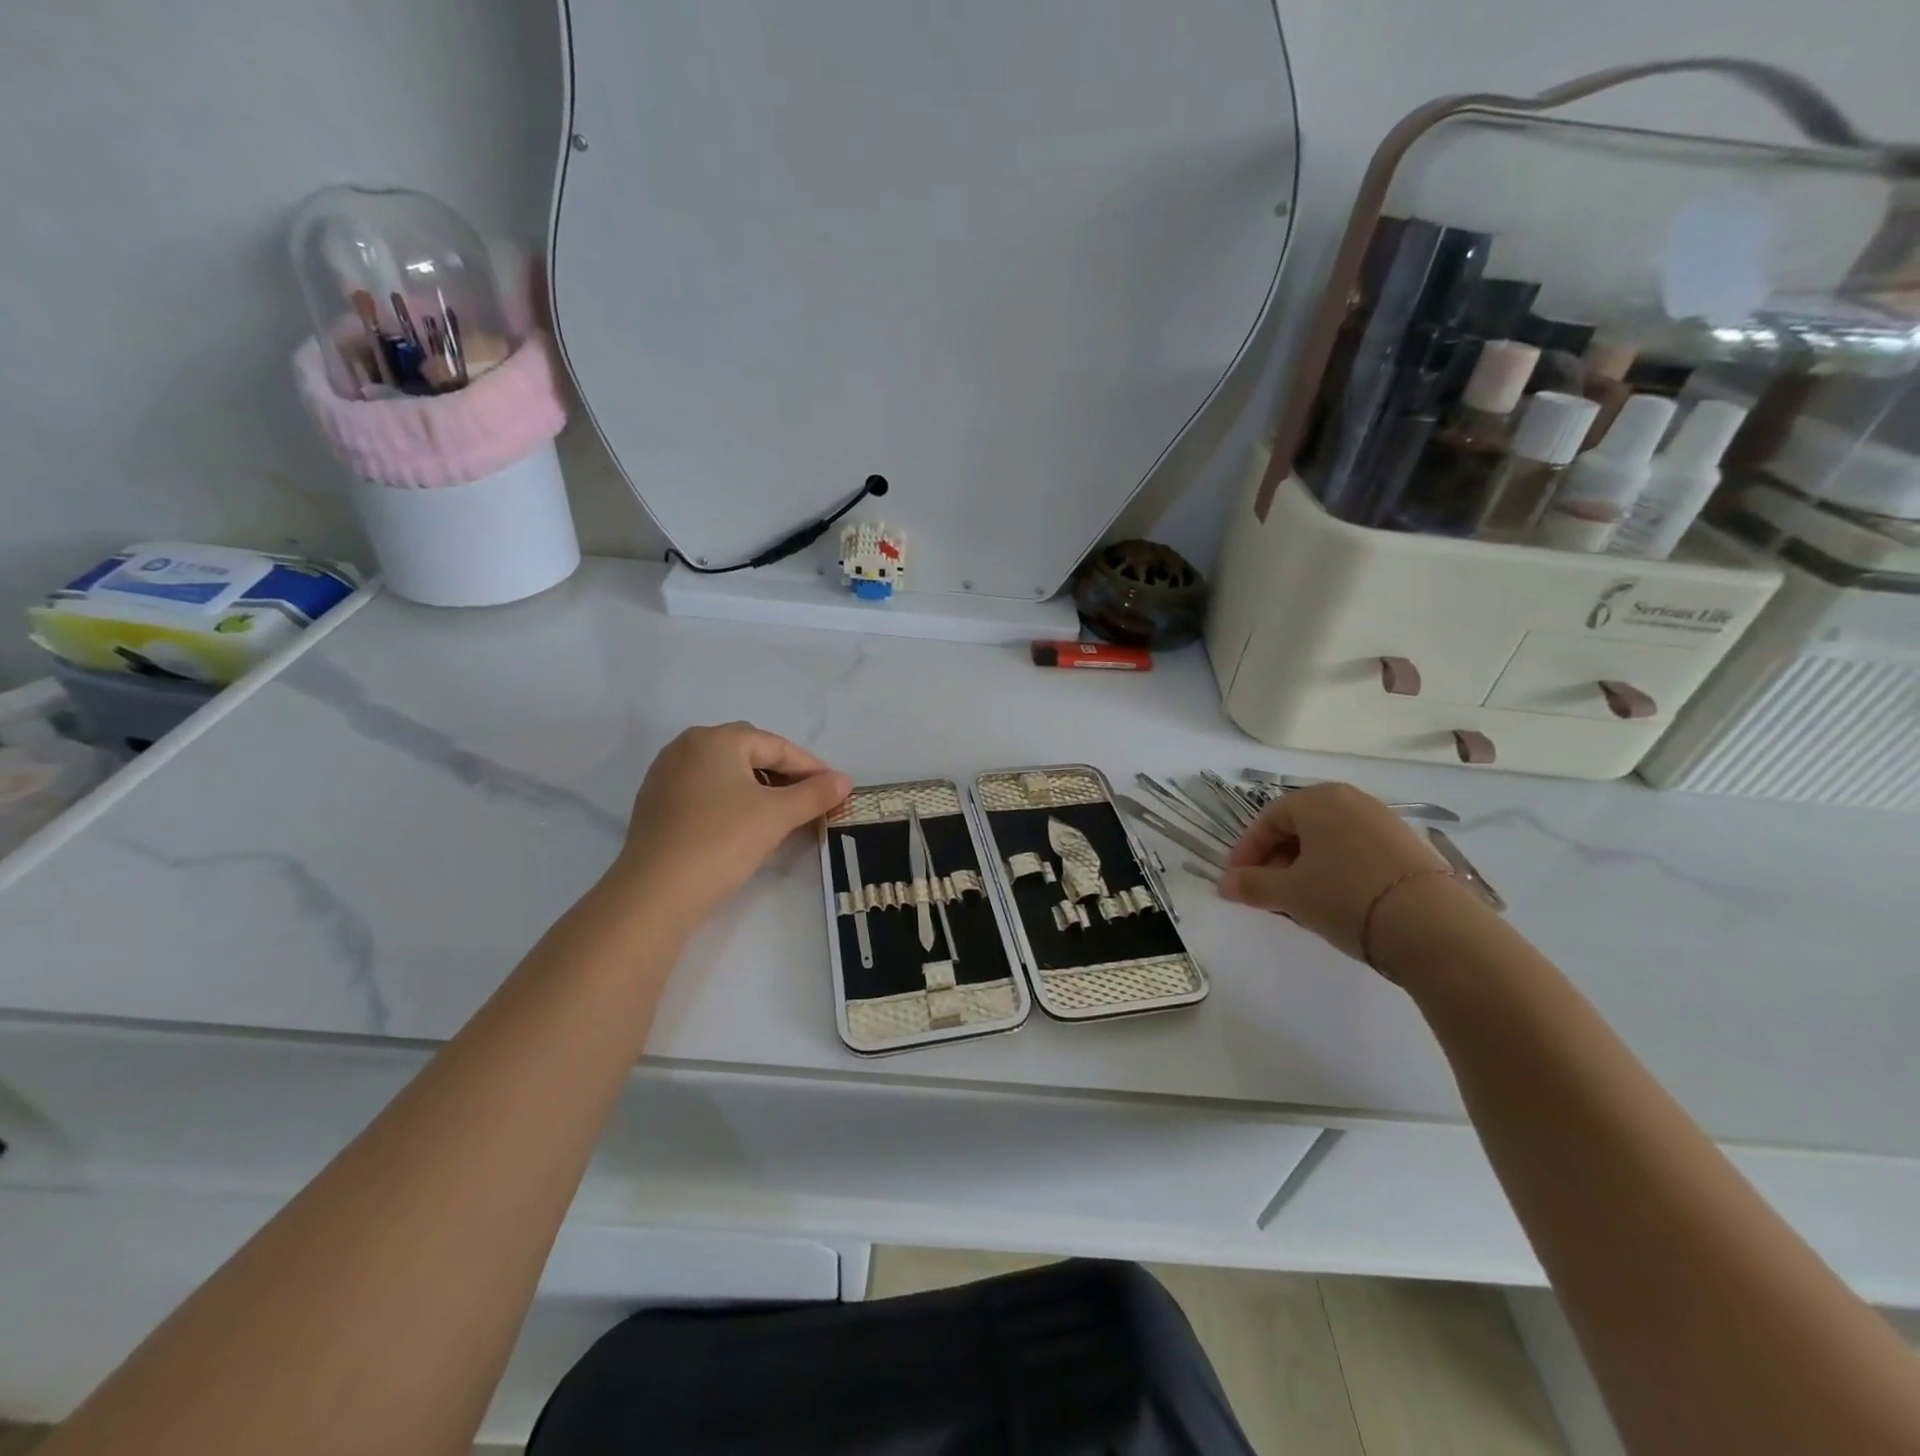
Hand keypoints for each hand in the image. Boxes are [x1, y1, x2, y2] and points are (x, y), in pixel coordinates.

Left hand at [611, 722, 850, 926]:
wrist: (656, 892)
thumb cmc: (723, 840)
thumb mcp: (778, 815)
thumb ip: (815, 793)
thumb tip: (845, 780)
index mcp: (716, 739)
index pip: (775, 746)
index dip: (810, 766)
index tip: (834, 787)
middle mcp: (687, 746)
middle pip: (749, 753)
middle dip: (783, 773)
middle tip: (809, 798)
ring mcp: (665, 774)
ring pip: (725, 772)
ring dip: (757, 787)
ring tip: (781, 813)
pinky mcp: (655, 803)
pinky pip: (704, 791)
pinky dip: (730, 800)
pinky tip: (744, 825)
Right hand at [1220, 782, 1463, 960]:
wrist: (1433, 927)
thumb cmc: (1345, 897)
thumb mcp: (1289, 893)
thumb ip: (1251, 885)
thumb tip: (1225, 884)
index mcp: (1318, 799)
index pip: (1268, 820)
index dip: (1246, 851)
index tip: (1235, 881)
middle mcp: (1351, 800)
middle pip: (1299, 827)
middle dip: (1276, 860)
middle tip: (1265, 893)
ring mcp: (1384, 822)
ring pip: (1328, 841)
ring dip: (1305, 868)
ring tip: (1299, 902)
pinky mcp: (1408, 848)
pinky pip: (1356, 852)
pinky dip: (1336, 872)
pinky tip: (1336, 902)